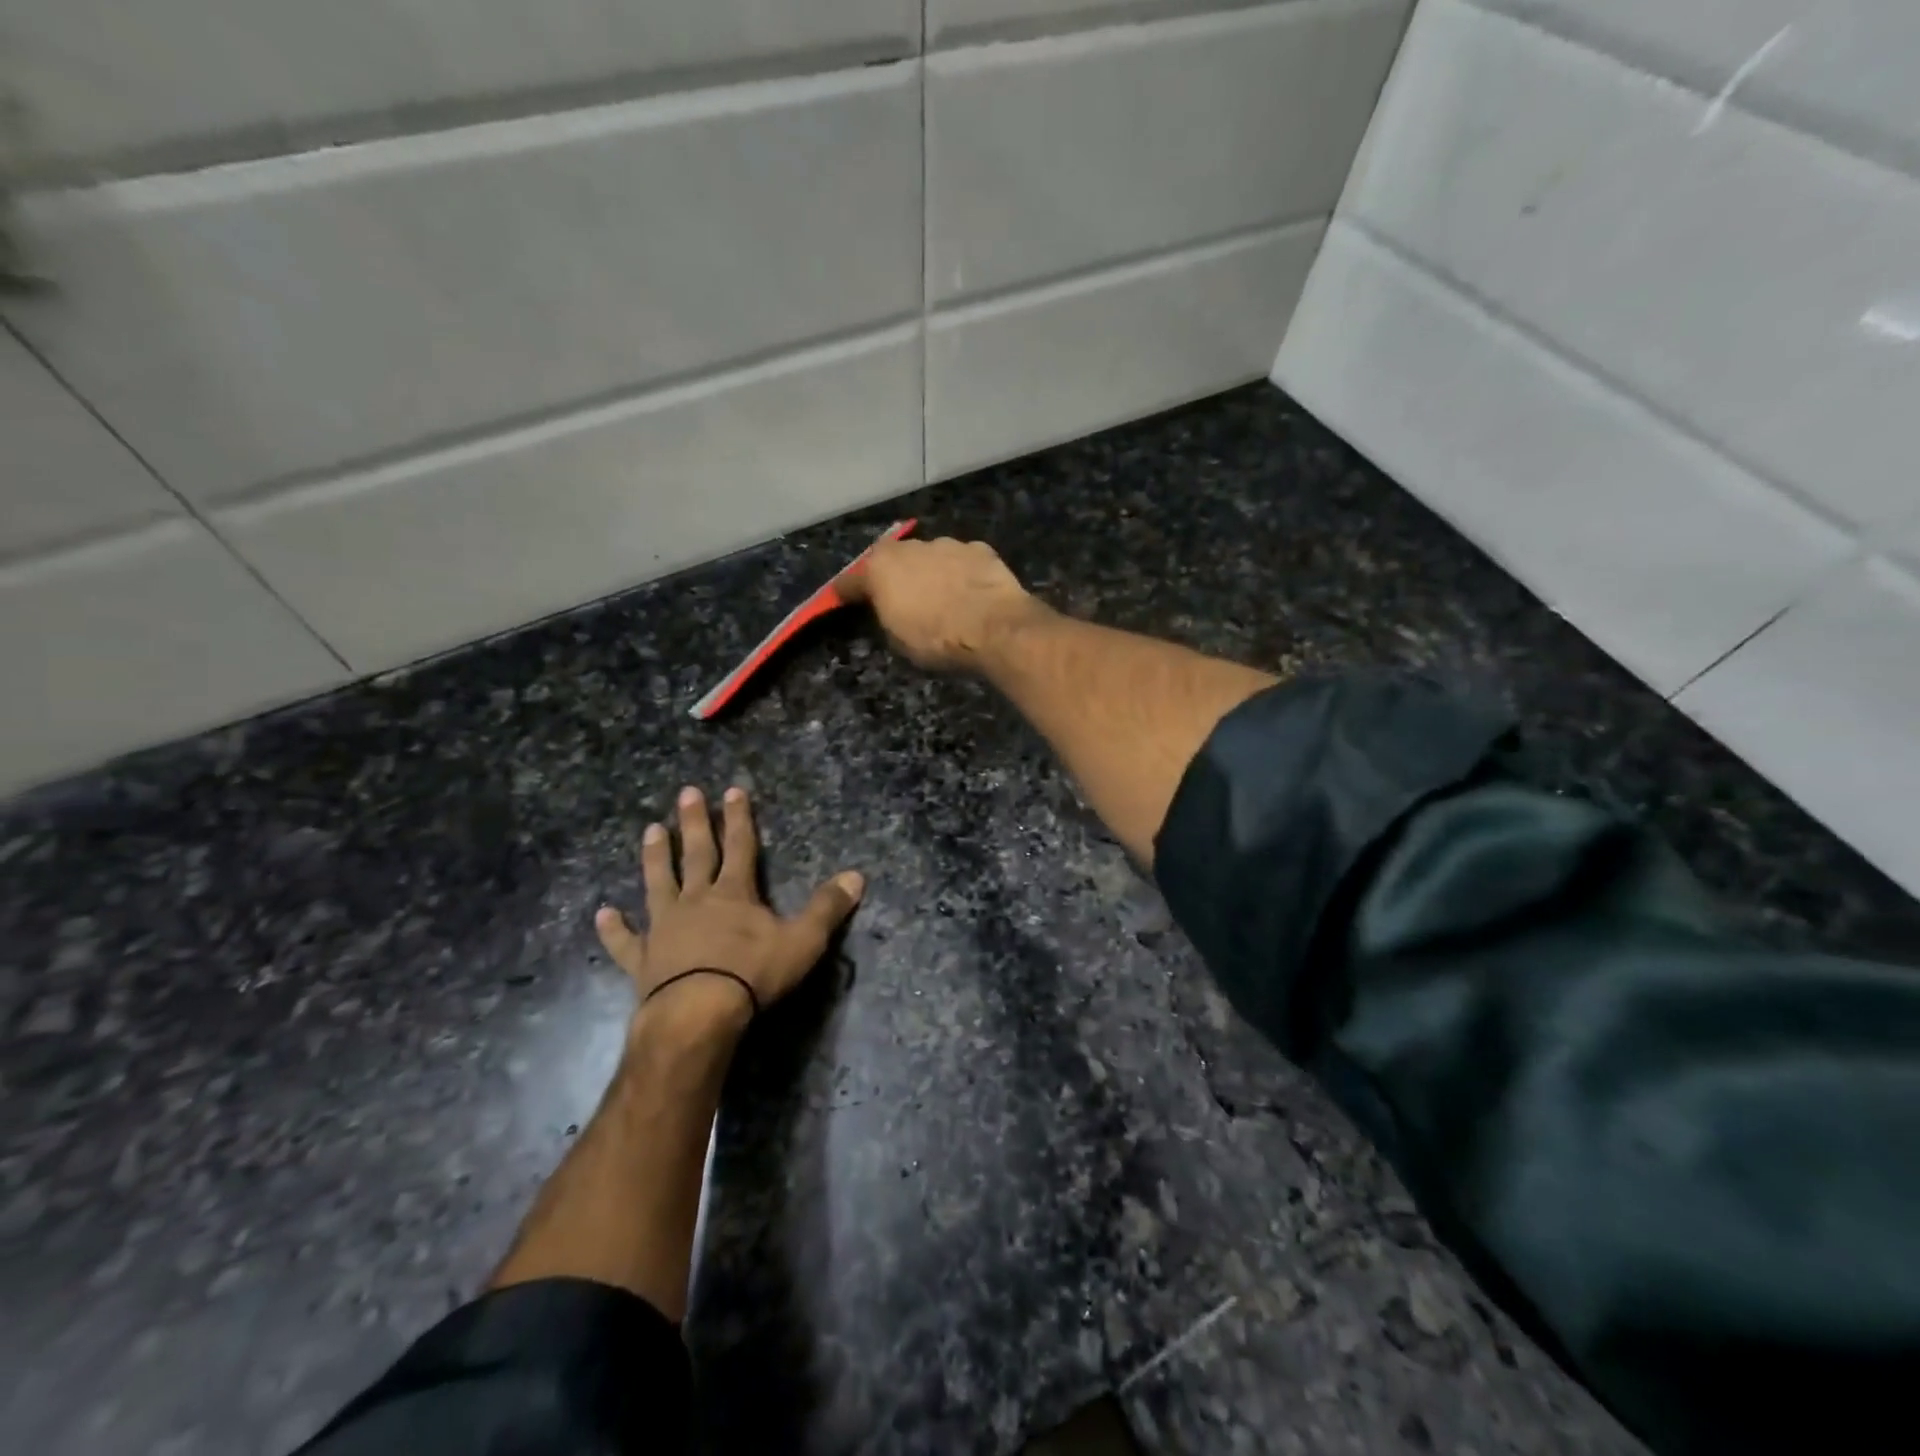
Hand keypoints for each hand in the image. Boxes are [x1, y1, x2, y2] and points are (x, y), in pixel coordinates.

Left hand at [595, 786, 863, 1037]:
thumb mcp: (803, 940)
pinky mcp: (643, 959)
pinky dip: (613, 928)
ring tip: (650, 830)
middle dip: (694, 823)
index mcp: (735, 894)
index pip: (741, 846)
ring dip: (655, 857)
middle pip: (696, 854)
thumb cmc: (753, 974)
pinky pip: (625, 940)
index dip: (740, 818)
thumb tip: (857, 876)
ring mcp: (665, 927)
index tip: (733, 789)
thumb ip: (827, 908)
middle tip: (686, 793)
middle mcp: (697, 901)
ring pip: (658, 883)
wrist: (698, 1014)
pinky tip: (601, 914)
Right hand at [838, 536, 1044, 671]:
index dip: (846, 592)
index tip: (841, 598)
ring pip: (930, 557)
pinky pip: (961, 561)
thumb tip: (891, 610)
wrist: (995, 627)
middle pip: (893, 561)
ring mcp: (947, 544)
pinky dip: (961, 573)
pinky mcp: (979, 549)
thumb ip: (888, 617)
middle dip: (893, 576)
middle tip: (900, 598)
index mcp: (881, 568)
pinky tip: (969, 592)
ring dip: (930, 572)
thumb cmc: (937, 639)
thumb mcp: (899, 641)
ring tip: (940, 596)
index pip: (851, 581)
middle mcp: (910, 548)